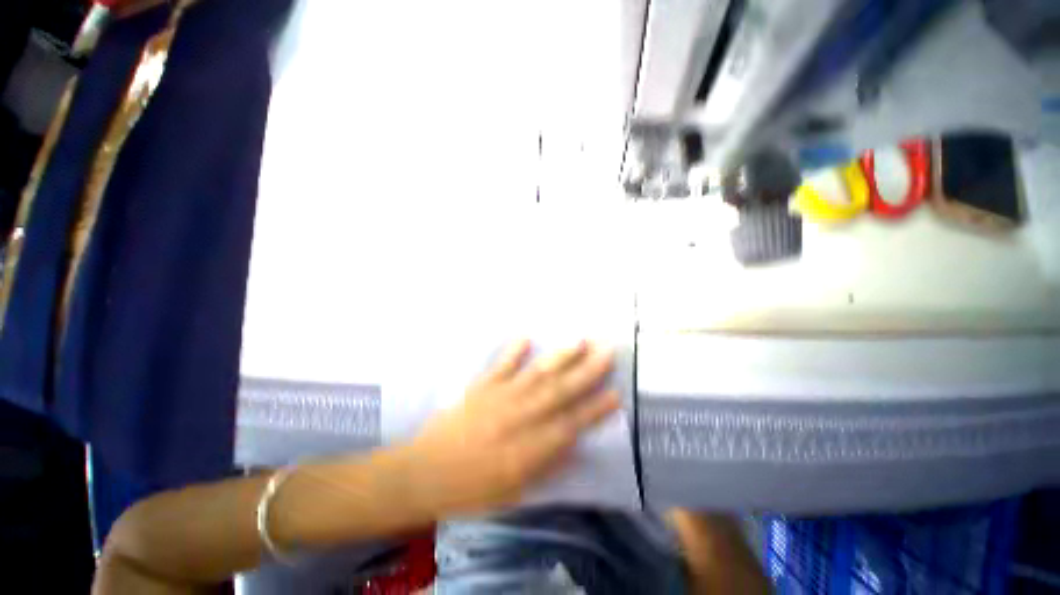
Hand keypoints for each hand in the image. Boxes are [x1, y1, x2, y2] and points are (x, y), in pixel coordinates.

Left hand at [401, 339, 619, 516]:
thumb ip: (546, 464)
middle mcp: (520, 417)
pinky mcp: (481, 387)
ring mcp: (500, 397)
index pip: (571, 425)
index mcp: (529, 448)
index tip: (617, 393)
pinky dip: (513, 351)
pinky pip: (501, 366)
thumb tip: (572, 443)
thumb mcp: (515, 491)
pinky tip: (526, 337)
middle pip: (560, 391)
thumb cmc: (472, 490)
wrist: (425, 474)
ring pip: (537, 374)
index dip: (596, 410)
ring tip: (579, 340)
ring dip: (559, 357)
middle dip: (587, 372)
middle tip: (608, 352)